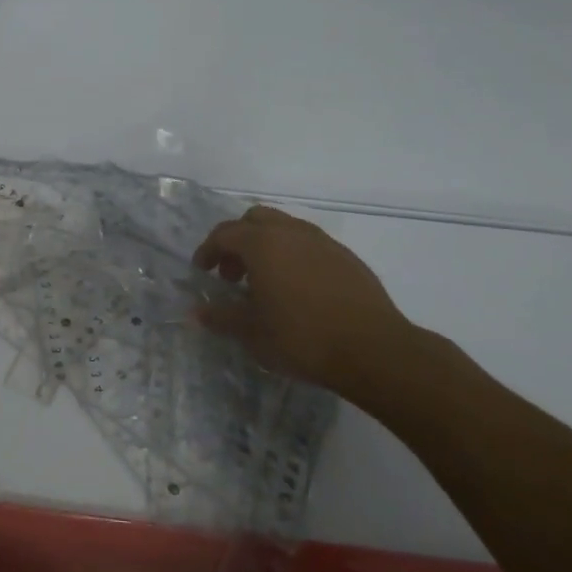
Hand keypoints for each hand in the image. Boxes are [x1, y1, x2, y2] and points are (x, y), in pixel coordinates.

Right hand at [192, 205, 422, 401]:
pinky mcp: (347, 258)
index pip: (224, 234)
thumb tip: (198, 311)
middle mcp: (291, 232)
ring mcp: (323, 242)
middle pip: (255, 220)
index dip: (208, 250)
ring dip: (266, 247)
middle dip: (237, 241)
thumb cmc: (302, 338)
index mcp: (262, 244)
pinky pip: (309, 245)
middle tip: (232, 274)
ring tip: (264, 282)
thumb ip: (221, 317)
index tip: (202, 272)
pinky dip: (293, 256)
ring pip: (285, 228)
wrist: (374, 350)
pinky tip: (298, 290)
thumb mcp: (252, 333)